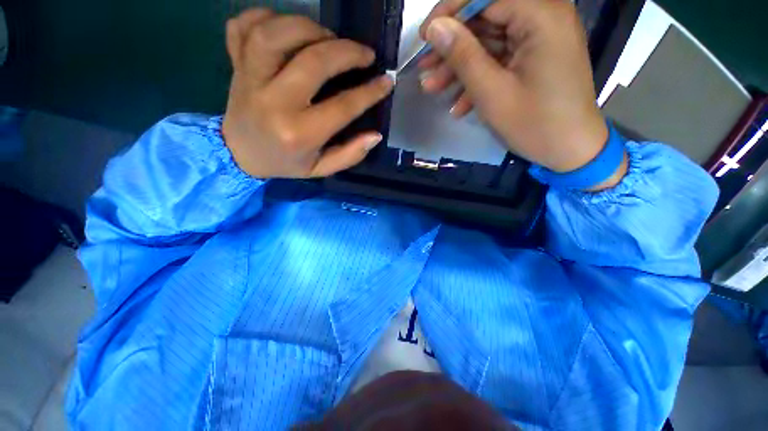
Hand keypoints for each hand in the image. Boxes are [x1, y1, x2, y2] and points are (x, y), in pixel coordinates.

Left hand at [222, 9, 394, 178]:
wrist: (239, 154)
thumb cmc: (285, 163)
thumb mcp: (321, 169)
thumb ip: (350, 155)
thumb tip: (376, 135)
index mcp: (299, 134)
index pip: (343, 107)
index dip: (370, 92)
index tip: (386, 81)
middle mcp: (274, 103)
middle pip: (313, 62)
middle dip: (347, 52)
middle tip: (365, 53)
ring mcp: (249, 79)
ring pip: (274, 34)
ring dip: (309, 27)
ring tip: (328, 37)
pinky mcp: (235, 65)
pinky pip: (242, 27)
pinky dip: (266, 17)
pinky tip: (287, 27)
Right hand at [419, 0, 625, 186]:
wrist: (570, 151)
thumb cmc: (534, 124)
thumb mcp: (492, 92)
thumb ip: (463, 56)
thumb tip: (435, 28)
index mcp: (541, 15)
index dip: (451, 12)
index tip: (424, 36)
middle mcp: (544, 17)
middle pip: (487, 19)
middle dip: (452, 47)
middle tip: (425, 69)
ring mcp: (540, 40)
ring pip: (489, 43)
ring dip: (459, 67)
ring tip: (432, 88)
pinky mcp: (535, 59)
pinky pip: (500, 61)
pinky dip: (478, 79)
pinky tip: (458, 104)